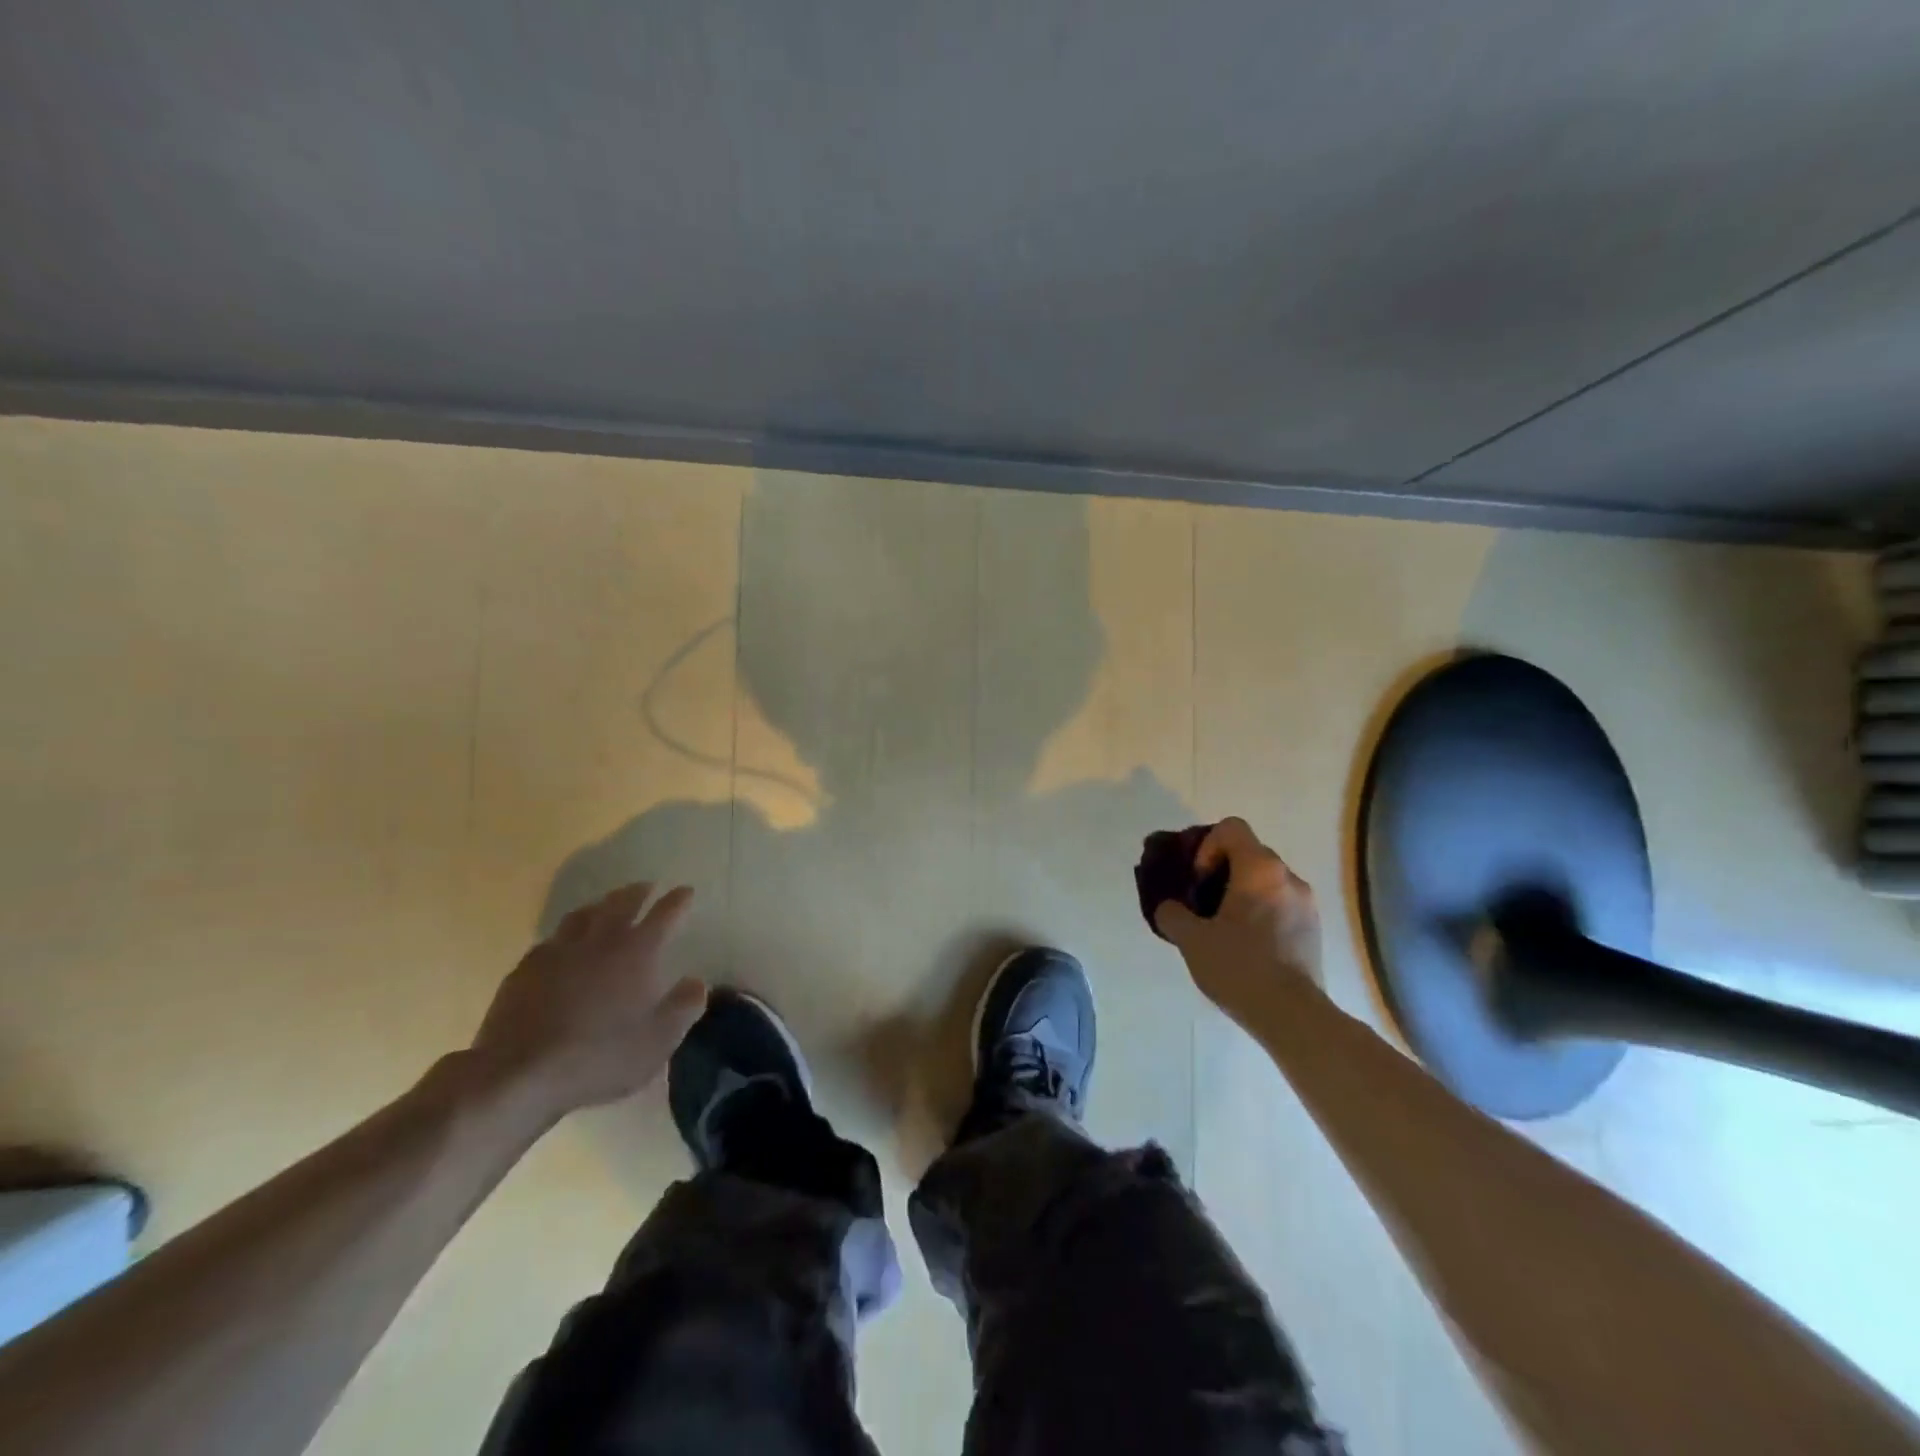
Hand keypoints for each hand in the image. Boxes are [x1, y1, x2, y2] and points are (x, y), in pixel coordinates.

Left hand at [469, 883, 707, 1122]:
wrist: (520, 1074)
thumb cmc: (600, 1057)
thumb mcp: (658, 1040)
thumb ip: (684, 1007)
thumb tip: (697, 982)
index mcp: (637, 952)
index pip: (665, 914)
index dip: (678, 900)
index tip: (686, 891)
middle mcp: (601, 940)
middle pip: (622, 902)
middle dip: (638, 892)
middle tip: (647, 887)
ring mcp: (559, 951)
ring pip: (583, 914)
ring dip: (601, 905)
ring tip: (607, 905)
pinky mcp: (526, 969)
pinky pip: (552, 939)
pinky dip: (566, 934)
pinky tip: (564, 944)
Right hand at [1153, 818, 1321, 1015]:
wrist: (1292, 1015)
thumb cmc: (1239, 967)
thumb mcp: (1191, 939)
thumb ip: (1172, 914)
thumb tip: (1169, 908)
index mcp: (1259, 869)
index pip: (1231, 828)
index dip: (1207, 847)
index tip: (1199, 881)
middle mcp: (1288, 877)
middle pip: (1249, 853)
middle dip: (1221, 871)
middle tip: (1203, 904)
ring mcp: (1307, 903)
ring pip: (1266, 881)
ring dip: (1242, 894)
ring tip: (1224, 928)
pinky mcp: (1314, 929)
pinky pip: (1281, 904)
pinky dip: (1261, 913)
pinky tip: (1247, 947)